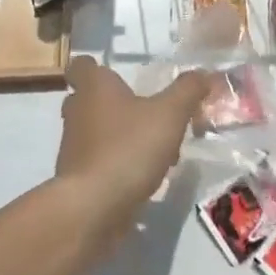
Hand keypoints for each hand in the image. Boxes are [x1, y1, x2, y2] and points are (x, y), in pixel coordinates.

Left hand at [55, 56, 213, 235]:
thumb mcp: (170, 114)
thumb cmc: (128, 147)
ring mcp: (74, 148)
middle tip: (142, 108)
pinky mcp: (77, 179)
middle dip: (112, 102)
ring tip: (155, 147)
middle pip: (87, 99)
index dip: (93, 66)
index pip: (81, 66)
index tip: (111, 71)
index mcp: (94, 88)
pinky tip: (145, 176)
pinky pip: (99, 162)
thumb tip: (202, 74)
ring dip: (120, 135)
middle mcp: (78, 112)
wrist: (92, 208)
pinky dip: (117, 164)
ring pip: (95, 132)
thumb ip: (187, 91)